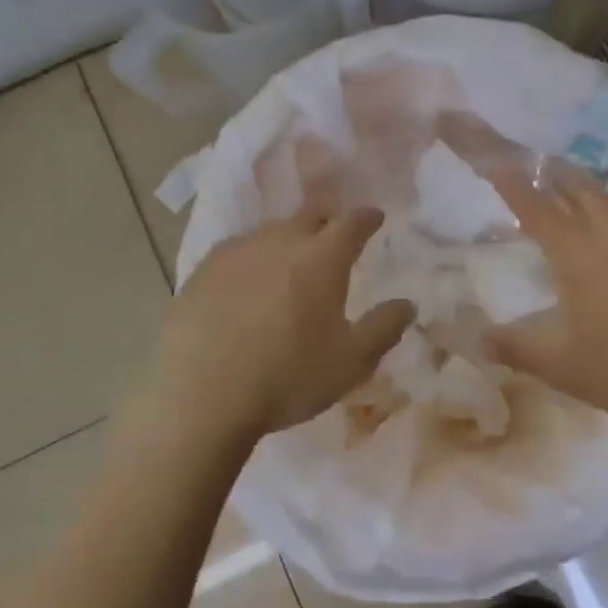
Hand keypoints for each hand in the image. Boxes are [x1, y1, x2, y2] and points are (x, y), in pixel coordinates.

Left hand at [157, 204, 415, 442]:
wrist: (199, 393)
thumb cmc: (286, 377)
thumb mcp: (350, 363)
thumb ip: (383, 329)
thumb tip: (407, 304)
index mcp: (322, 257)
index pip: (352, 222)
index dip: (367, 218)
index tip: (374, 218)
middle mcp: (280, 240)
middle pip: (309, 215)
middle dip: (327, 220)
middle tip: (333, 236)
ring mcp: (237, 251)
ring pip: (271, 231)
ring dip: (287, 239)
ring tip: (290, 261)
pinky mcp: (203, 269)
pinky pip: (237, 250)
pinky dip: (252, 258)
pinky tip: (247, 281)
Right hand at [484, 167, 607, 433]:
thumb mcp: (563, 368)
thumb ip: (516, 349)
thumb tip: (478, 339)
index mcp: (578, 253)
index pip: (535, 206)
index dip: (511, 183)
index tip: (494, 163)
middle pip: (579, 188)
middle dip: (552, 175)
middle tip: (535, 171)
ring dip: (595, 194)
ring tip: (584, 199)